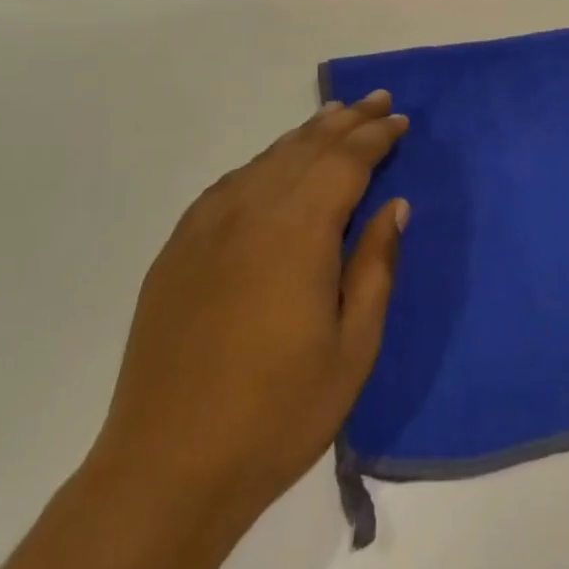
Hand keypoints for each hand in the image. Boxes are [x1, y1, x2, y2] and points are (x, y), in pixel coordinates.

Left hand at [89, 92, 409, 527]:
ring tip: (334, 116)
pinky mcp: (178, 250)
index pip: (346, 162)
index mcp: (298, 232)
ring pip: (266, 160)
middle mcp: (250, 212)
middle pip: (306, 148)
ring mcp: (206, 228)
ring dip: (305, 135)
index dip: (376, 137)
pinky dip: (262, 163)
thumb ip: (376, 266)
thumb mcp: (353, 346)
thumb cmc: (279, 413)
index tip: (401, 120)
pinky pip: (229, 185)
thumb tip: (395, 206)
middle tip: (377, 99)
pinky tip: (272, 165)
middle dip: (347, 121)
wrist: (167, 468)